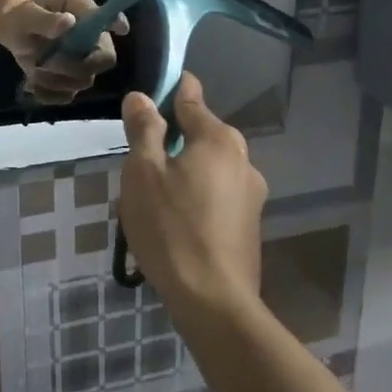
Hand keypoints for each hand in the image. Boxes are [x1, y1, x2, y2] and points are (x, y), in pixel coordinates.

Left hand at [2, 0, 126, 103]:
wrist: (13, 31)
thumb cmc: (24, 16)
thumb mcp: (27, 15)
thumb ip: (46, 20)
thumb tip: (68, 22)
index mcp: (84, 12)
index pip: (111, 18)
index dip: (118, 24)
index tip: (119, 29)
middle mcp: (92, 37)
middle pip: (104, 59)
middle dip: (76, 66)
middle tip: (48, 62)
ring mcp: (84, 61)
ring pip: (84, 81)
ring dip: (56, 80)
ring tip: (35, 68)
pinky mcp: (71, 80)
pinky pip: (67, 96)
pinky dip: (49, 94)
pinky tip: (33, 84)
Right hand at [119, 73, 266, 313]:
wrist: (214, 301)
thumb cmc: (171, 228)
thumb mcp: (143, 173)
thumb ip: (144, 130)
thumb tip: (142, 97)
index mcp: (219, 140)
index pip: (192, 98)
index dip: (171, 90)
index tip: (152, 91)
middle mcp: (243, 160)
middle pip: (201, 136)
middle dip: (172, 141)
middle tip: (139, 164)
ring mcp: (252, 195)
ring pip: (208, 169)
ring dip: (183, 174)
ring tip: (151, 201)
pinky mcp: (250, 225)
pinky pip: (216, 197)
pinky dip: (195, 199)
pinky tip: (173, 225)